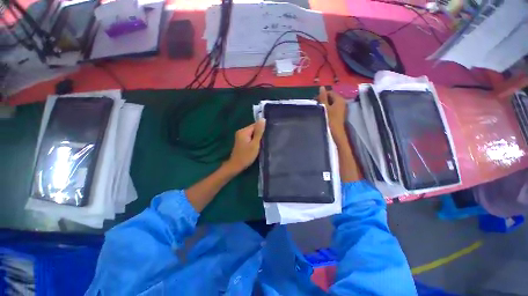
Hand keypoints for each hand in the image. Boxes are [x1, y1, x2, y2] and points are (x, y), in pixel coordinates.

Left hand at [225, 119, 265, 173]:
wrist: (236, 166)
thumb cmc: (246, 156)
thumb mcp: (255, 144)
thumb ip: (259, 132)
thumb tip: (263, 119)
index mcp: (243, 131)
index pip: (255, 125)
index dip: (262, 130)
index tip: (267, 136)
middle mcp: (241, 131)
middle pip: (253, 129)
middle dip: (259, 134)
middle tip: (265, 141)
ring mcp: (240, 136)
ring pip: (252, 133)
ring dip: (257, 137)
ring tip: (261, 144)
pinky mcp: (241, 140)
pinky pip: (249, 137)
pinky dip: (253, 140)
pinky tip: (256, 145)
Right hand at [317, 86, 346, 140]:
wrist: (336, 132)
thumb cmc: (330, 119)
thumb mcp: (325, 108)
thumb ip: (323, 97)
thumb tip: (321, 87)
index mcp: (339, 99)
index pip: (330, 92)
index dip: (322, 95)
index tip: (314, 100)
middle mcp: (342, 101)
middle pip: (331, 97)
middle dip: (323, 99)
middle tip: (316, 105)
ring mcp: (342, 107)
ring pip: (332, 102)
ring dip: (325, 104)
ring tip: (319, 109)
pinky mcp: (340, 113)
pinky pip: (333, 107)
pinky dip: (328, 108)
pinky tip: (323, 112)